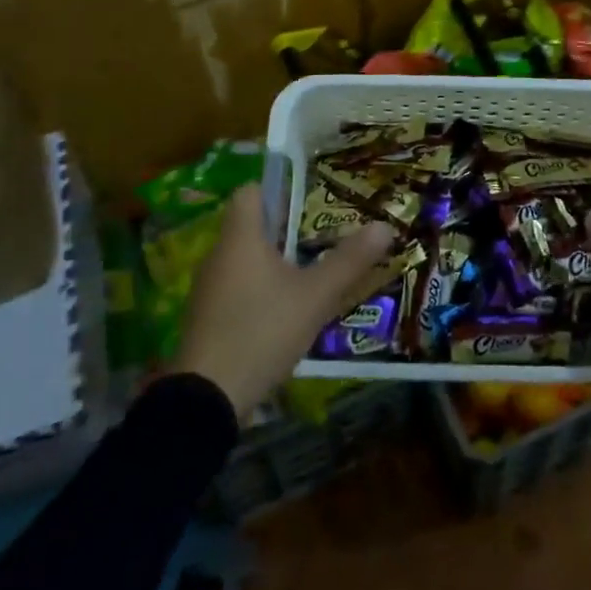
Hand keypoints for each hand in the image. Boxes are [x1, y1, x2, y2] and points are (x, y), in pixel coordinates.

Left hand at [174, 183, 396, 419]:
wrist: (206, 400)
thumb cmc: (261, 331)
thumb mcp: (314, 297)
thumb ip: (348, 261)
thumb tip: (384, 226)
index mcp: (240, 238)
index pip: (249, 192)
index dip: (276, 189)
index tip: (306, 200)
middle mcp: (218, 255)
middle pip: (249, 226)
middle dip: (283, 229)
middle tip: (321, 237)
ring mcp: (208, 290)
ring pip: (244, 260)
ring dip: (272, 263)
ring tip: (308, 273)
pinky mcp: (207, 319)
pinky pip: (236, 289)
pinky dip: (258, 290)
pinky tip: (284, 312)